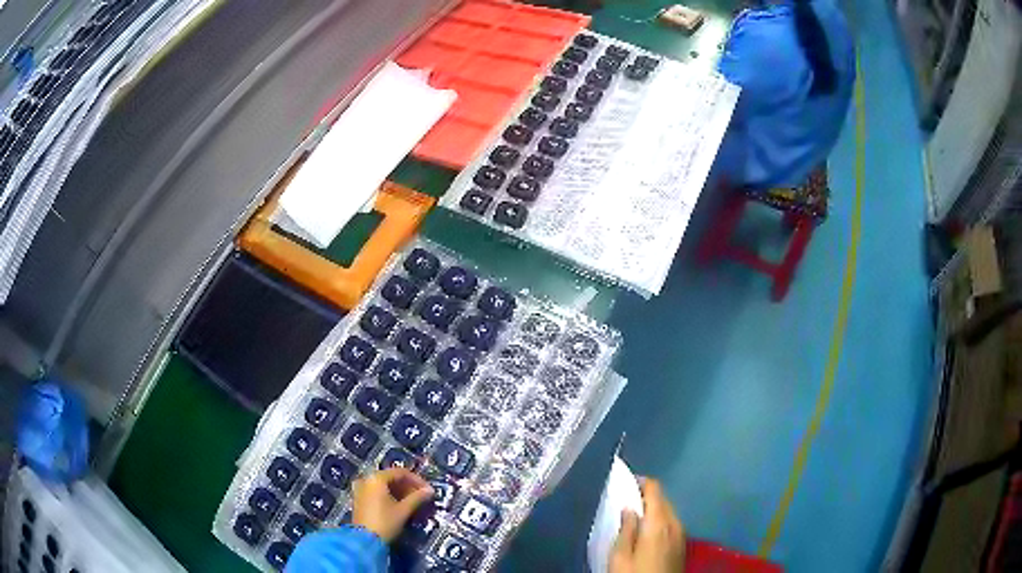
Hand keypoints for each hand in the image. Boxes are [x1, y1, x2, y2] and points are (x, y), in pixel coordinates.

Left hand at [351, 468, 433, 542]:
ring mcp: (361, 489)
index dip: (417, 480)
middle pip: (391, 477)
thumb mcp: (403, 510)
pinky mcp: (359, 499)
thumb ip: (417, 498)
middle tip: (421, 497)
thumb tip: (430, 491)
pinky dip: (389, 496)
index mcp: (377, 478)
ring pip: (384, 485)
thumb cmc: (385, 522)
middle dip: (408, 486)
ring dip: (400, 492)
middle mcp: (367, 479)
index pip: (401, 472)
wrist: (364, 540)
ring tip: (413, 502)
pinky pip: (377, 492)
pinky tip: (399, 505)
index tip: (428, 490)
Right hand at [609, 479, 685, 572]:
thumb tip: (629, 508)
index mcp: (659, 522)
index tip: (624, 483)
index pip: (655, 489)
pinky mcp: (682, 545)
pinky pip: (671, 524)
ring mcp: (682, 534)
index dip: (640, 482)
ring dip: (653, 509)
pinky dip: (660, 521)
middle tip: (624, 501)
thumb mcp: (619, 557)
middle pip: (663, 499)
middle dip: (645, 496)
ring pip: (668, 512)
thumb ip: (625, 529)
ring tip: (633, 517)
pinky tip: (646, 532)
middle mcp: (675, 523)